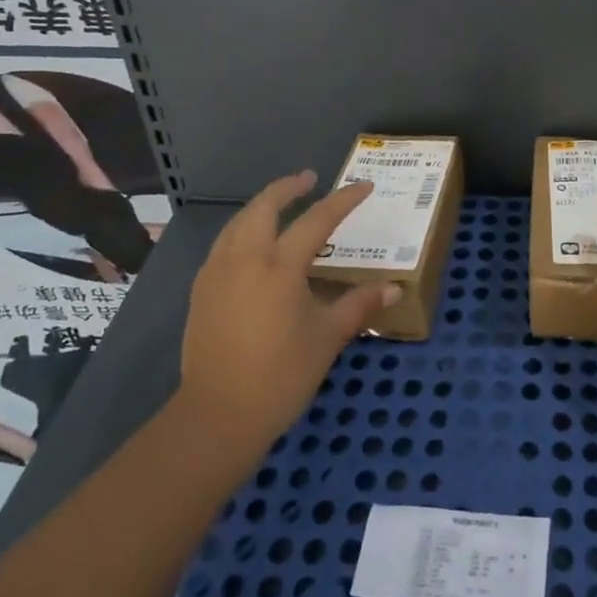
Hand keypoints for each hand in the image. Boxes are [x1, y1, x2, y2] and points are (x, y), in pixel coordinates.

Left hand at [177, 171, 397, 439]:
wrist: (217, 417)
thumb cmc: (281, 376)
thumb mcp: (328, 337)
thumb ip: (359, 305)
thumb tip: (395, 288)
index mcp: (280, 267)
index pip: (317, 219)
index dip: (344, 200)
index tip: (364, 186)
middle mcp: (245, 259)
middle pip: (264, 207)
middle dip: (288, 187)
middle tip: (309, 179)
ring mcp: (217, 274)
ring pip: (238, 223)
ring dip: (261, 206)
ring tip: (280, 204)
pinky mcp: (201, 292)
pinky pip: (223, 245)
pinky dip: (242, 230)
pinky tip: (251, 244)